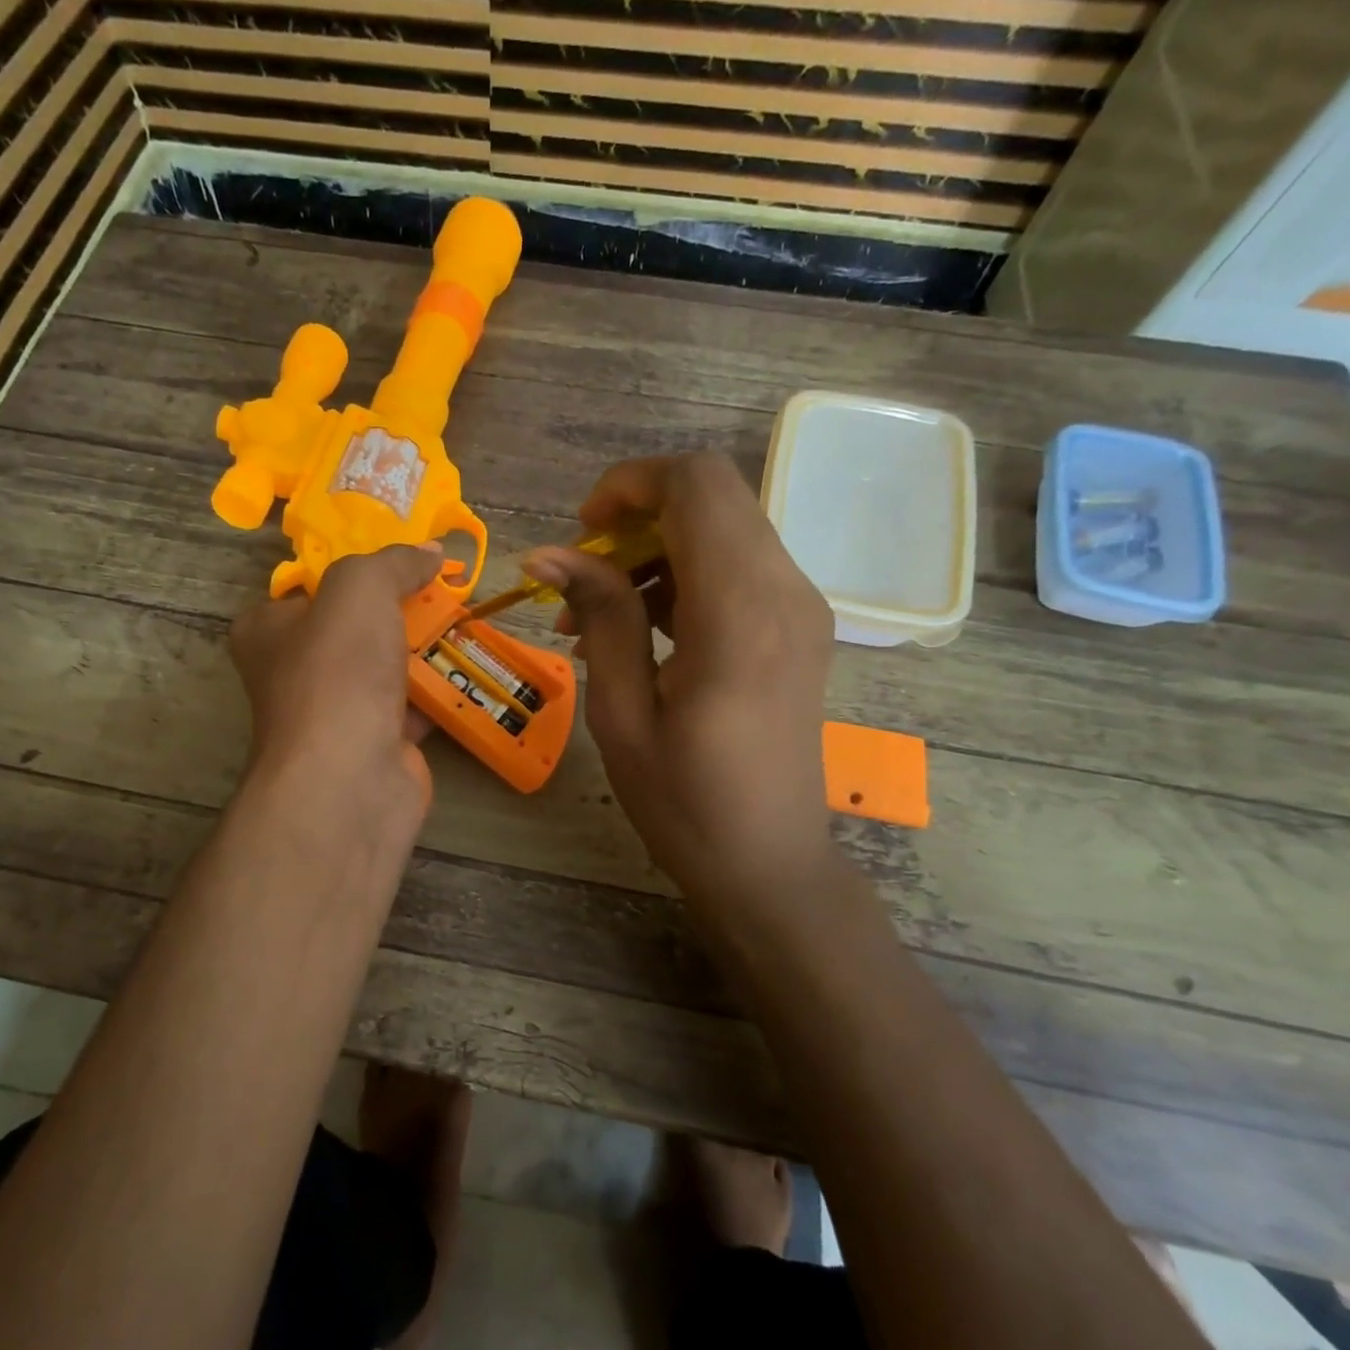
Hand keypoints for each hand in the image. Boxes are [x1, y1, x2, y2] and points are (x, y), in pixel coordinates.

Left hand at [229, 544, 441, 824]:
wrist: (350, 778)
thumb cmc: (337, 673)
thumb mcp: (359, 590)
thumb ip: (392, 562)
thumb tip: (429, 552)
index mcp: (268, 630)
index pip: (311, 587)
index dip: (357, 569)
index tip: (404, 558)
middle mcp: (296, 671)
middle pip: (356, 625)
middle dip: (402, 607)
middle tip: (446, 587)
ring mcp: (337, 712)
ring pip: (388, 665)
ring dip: (426, 647)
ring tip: (468, 619)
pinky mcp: (376, 743)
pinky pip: (413, 705)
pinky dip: (440, 690)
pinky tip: (473, 667)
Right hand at [524, 453, 836, 916]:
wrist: (769, 864)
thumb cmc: (685, 804)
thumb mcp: (622, 715)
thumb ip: (601, 618)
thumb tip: (549, 551)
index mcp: (739, 613)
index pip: (696, 484)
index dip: (629, 485)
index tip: (580, 532)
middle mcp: (785, 591)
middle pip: (712, 496)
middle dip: (636, 517)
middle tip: (581, 578)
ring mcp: (800, 607)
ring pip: (723, 528)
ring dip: (655, 551)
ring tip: (595, 618)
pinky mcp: (798, 627)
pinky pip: (737, 567)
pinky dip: (683, 577)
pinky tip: (638, 633)